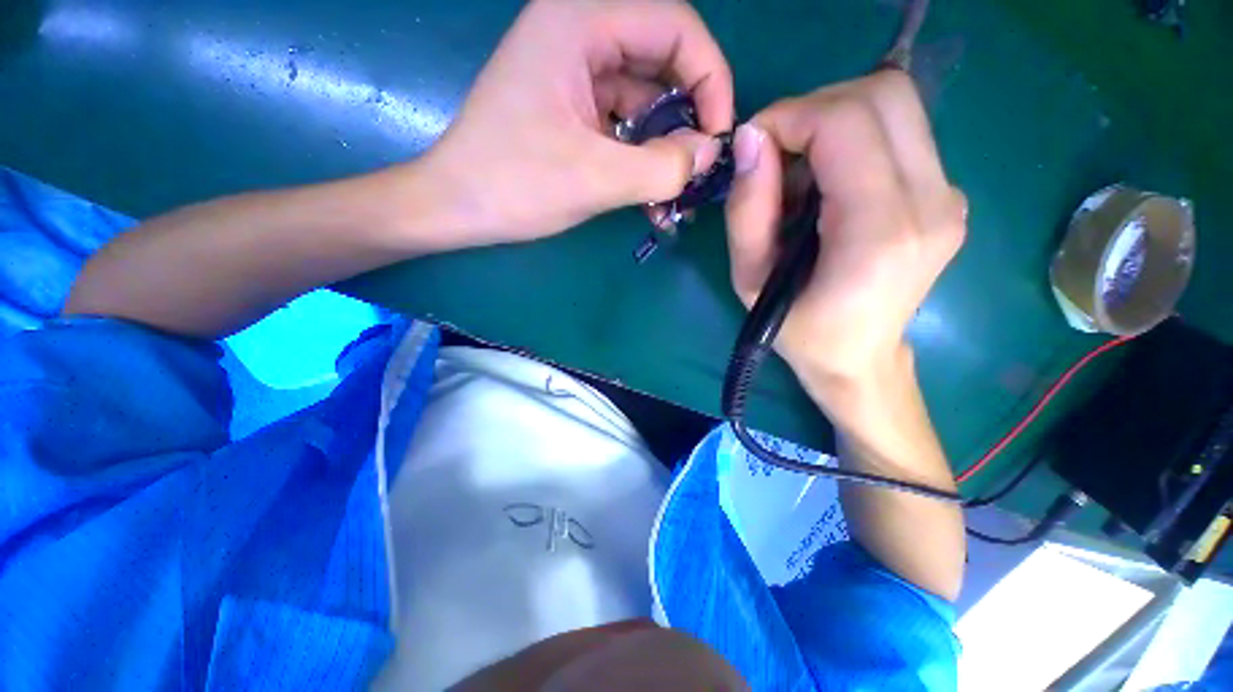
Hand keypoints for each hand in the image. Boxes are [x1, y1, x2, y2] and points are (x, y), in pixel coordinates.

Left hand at [412, 0, 732, 246]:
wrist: (456, 208)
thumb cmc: (514, 185)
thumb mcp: (595, 178)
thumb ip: (662, 166)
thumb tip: (709, 155)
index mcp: (579, 22)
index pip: (676, 28)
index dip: (710, 80)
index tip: (717, 139)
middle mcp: (579, 34)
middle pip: (664, 64)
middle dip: (689, 121)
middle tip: (699, 172)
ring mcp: (575, 74)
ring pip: (645, 102)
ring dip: (665, 152)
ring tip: (676, 200)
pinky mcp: (572, 110)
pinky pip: (624, 126)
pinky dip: (642, 160)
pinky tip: (652, 200)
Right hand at [724, 71, 965, 395]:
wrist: (859, 360)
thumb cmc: (799, 330)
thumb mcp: (750, 281)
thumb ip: (746, 211)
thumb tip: (750, 140)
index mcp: (879, 232)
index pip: (846, 123)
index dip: (790, 116)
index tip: (753, 144)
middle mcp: (931, 202)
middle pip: (883, 95)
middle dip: (814, 108)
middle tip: (776, 152)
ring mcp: (949, 196)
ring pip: (895, 105)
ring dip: (833, 122)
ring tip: (799, 176)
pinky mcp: (947, 195)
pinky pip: (900, 134)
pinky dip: (853, 140)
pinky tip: (827, 185)